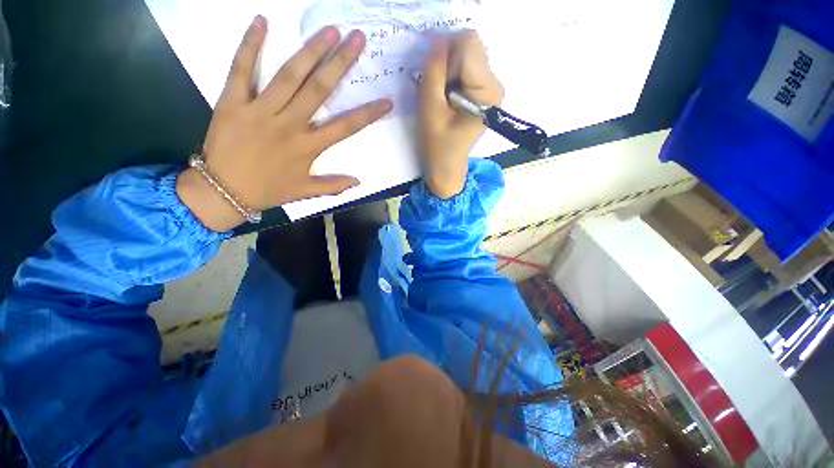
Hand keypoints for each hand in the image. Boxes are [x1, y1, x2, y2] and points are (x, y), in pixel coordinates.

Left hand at [177, 16, 391, 231]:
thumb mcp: (305, 192)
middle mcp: (289, 125)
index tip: (386, 101)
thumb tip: (359, 182)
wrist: (223, 191)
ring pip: (289, 76)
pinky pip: (241, 69)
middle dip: (340, 63)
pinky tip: (262, 21)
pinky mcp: (233, 102)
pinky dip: (250, 45)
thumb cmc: (268, 190)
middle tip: (357, 38)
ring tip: (329, 30)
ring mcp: (260, 111)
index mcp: (308, 147)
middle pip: (319, 90)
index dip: (367, 114)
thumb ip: (333, 186)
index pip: (345, 128)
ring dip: (310, 50)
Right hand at [419, 30, 502, 198]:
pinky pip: (466, 69)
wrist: (446, 167)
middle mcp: (495, 84)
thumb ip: (434, 71)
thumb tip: (439, 40)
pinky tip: (448, 99)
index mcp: (486, 91)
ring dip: (448, 73)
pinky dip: (452, 78)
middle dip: (448, 65)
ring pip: (466, 57)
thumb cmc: (438, 145)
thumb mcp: (430, 108)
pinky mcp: (484, 92)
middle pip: (470, 48)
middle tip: (439, 94)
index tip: (436, 82)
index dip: (445, 56)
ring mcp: (491, 88)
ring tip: (443, 100)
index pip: (468, 44)